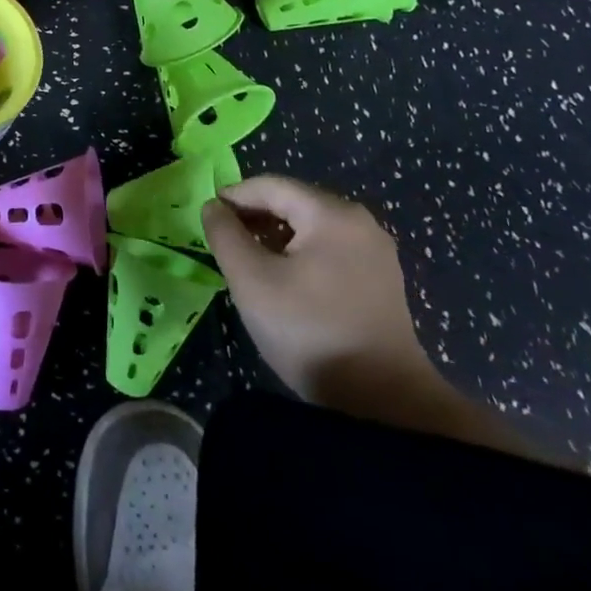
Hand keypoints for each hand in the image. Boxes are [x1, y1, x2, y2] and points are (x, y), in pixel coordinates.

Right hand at [201, 177, 436, 408]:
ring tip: (248, 260)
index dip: (234, 195)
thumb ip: (225, 235)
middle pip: (294, 202)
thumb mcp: (251, 280)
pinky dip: (301, 254)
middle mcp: (359, 221)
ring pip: (312, 227)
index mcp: (331, 213)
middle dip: (255, 216)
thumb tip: (213, 207)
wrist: (382, 404)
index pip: (271, 186)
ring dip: (276, 236)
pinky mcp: (381, 280)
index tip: (207, 216)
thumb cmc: (309, 331)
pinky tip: (284, 279)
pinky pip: (330, 249)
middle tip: (224, 239)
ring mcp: (375, 252)